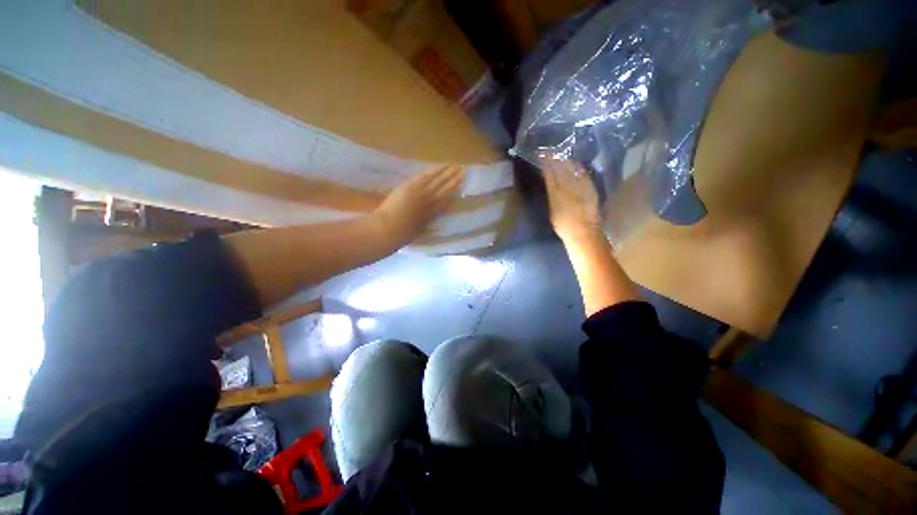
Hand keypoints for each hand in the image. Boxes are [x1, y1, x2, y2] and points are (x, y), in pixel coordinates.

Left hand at [373, 164, 465, 244]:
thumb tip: (434, 221)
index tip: (461, 188)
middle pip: (445, 190)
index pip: (445, 202)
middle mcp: (431, 202)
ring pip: (439, 181)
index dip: (453, 194)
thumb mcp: (418, 232)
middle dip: (455, 181)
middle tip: (464, 172)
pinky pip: (427, 175)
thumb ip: (426, 224)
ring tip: (457, 166)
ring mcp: (422, 192)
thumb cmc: (401, 235)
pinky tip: (443, 165)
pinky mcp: (413, 185)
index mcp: (432, 214)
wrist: (390, 229)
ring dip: (448, 173)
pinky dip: (436, 169)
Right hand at [542, 158, 600, 241]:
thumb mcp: (552, 212)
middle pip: (560, 170)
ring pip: (571, 170)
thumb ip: (551, 196)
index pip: (550, 175)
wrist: (584, 232)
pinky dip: (578, 168)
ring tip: (561, 155)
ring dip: (566, 161)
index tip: (542, 156)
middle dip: (555, 159)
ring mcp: (580, 187)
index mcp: (555, 195)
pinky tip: (575, 163)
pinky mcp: (590, 188)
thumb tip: (550, 184)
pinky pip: (583, 174)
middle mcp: (567, 188)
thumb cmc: (564, 226)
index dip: (546, 165)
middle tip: (550, 152)